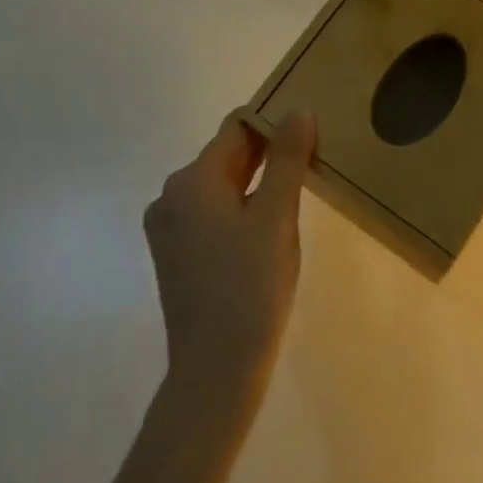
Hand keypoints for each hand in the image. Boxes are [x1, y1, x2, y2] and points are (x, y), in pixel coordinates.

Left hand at [143, 111, 314, 422]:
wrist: (214, 372)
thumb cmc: (250, 287)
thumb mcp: (277, 216)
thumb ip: (288, 158)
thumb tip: (299, 110)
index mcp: (192, 179)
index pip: (237, 128)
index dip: (274, 122)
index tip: (310, 130)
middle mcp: (172, 195)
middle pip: (227, 156)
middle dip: (268, 153)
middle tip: (312, 158)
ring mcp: (170, 228)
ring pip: (221, 186)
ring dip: (257, 182)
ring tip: (296, 191)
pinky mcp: (176, 255)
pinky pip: (212, 214)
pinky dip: (240, 209)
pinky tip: (268, 228)